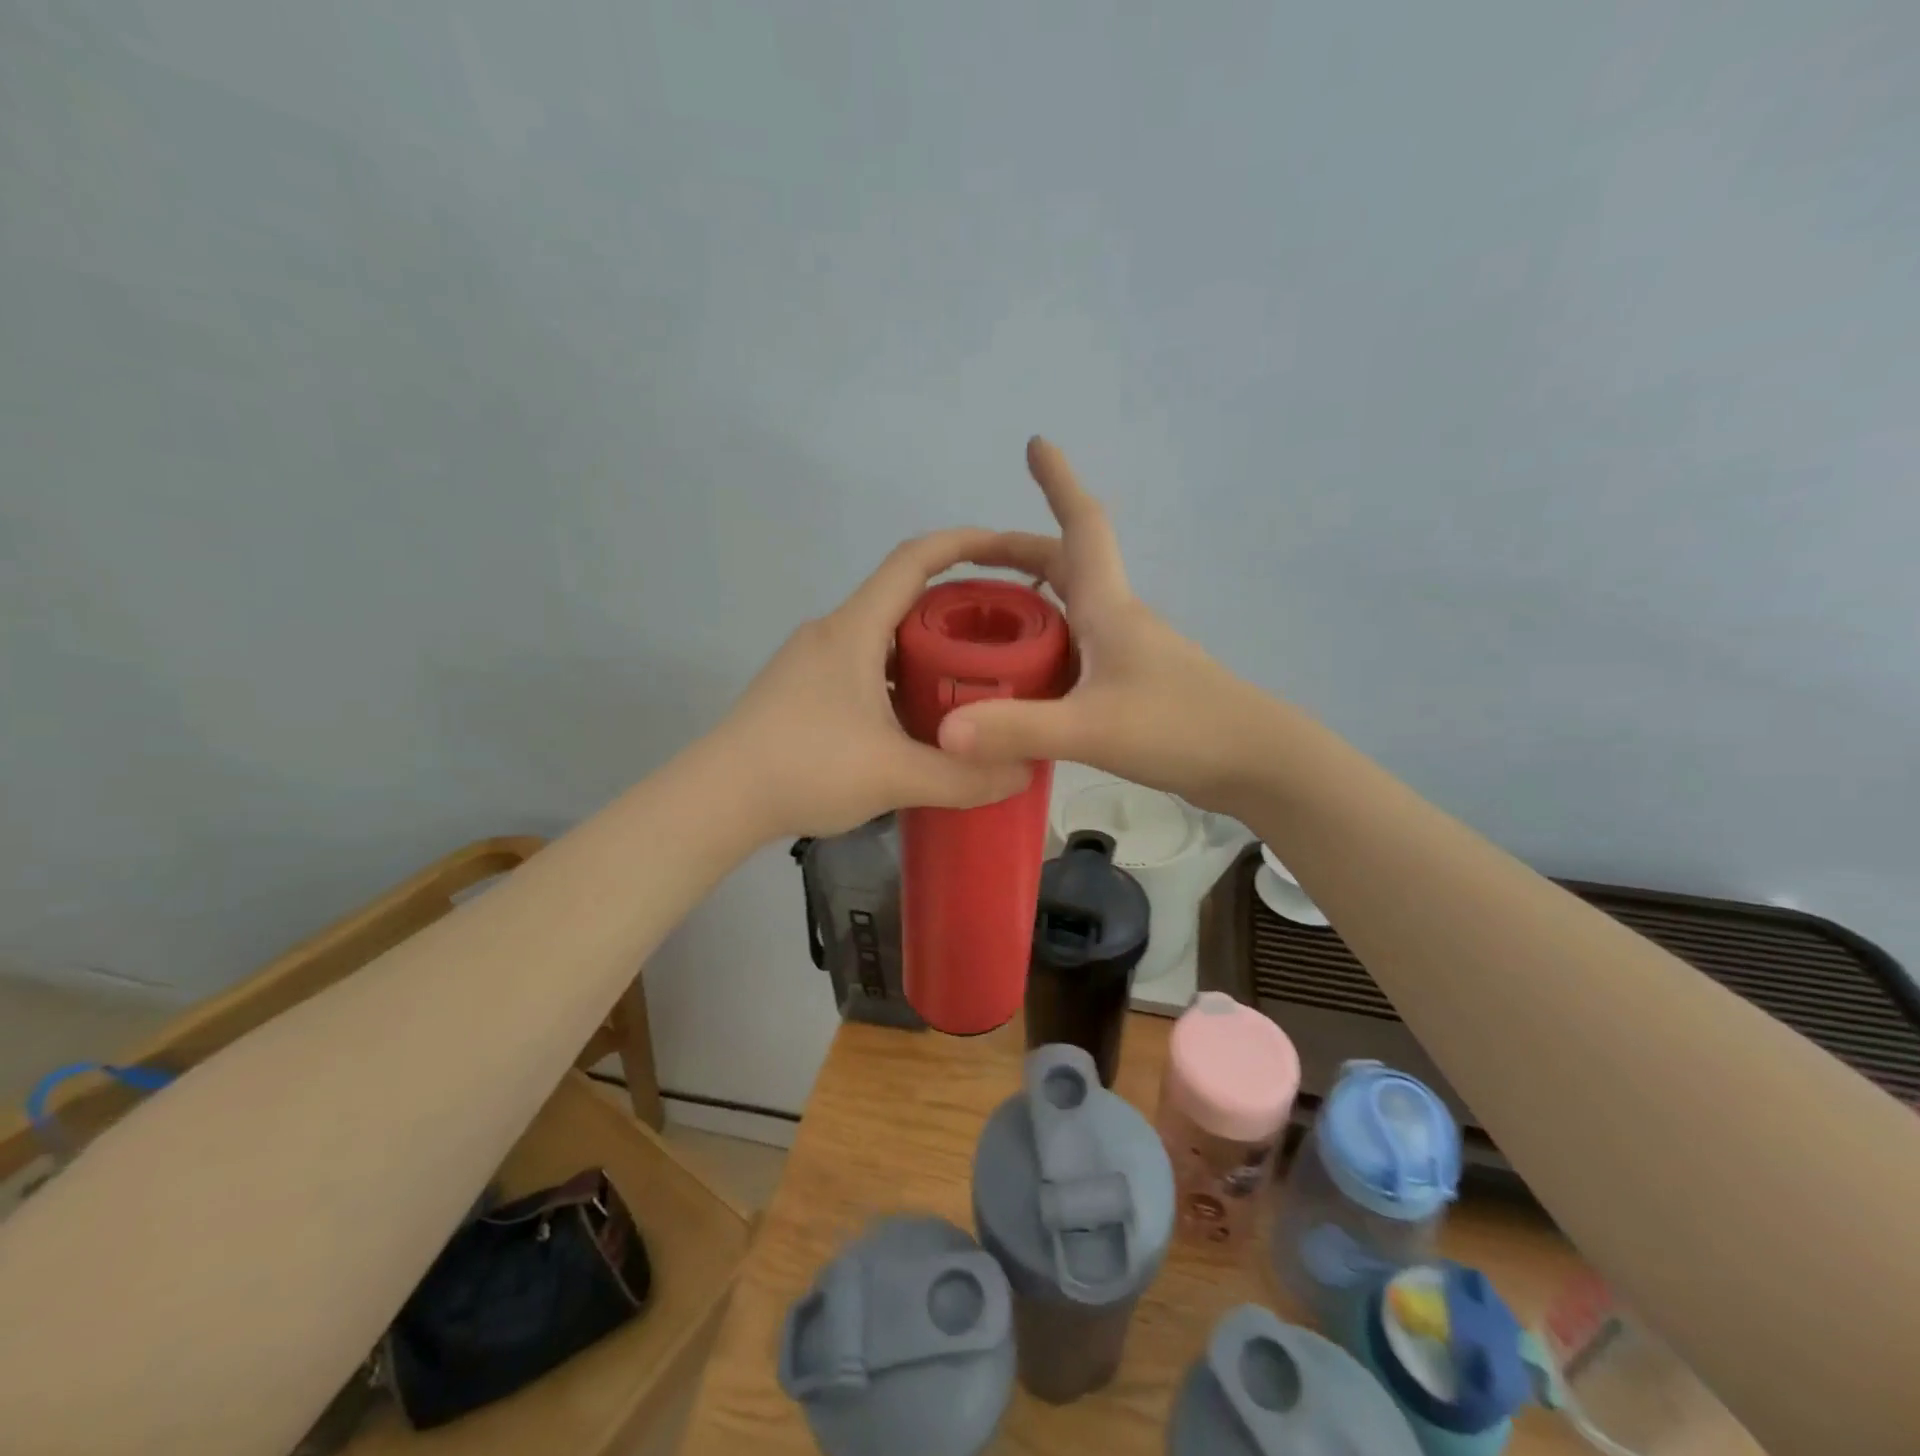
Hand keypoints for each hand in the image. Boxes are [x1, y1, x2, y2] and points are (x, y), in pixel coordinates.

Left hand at [718, 528, 1051, 838]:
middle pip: (903, 598)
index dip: (965, 543)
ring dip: (925, 649)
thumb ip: (964, 778)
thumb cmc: (805, 769)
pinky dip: (899, 678)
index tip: (1009, 551)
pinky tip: (917, 720)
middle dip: (956, 609)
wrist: (716, 800)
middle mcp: (832, 632)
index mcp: (855, 630)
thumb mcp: (895, 776)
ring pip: (882, 637)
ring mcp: (811, 661)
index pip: (914, 559)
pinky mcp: (801, 690)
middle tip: (1003, 638)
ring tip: (970, 681)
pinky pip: (863, 666)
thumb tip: (1022, 774)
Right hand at [938, 438, 1274, 810]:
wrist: (1256, 762)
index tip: (1036, 443)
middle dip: (1018, 552)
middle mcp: (1116, 620)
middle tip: (969, 560)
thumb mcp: (1091, 728)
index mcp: (1107, 608)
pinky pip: (1075, 651)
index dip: (1059, 482)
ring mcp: (1128, 653)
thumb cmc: (1180, 727)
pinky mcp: (1132, 686)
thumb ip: (1019, 728)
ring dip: (1031, 599)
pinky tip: (1021, 677)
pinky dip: (1044, 646)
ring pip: (1070, 610)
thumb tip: (944, 731)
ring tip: (983, 617)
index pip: (1081, 526)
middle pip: (1065, 566)